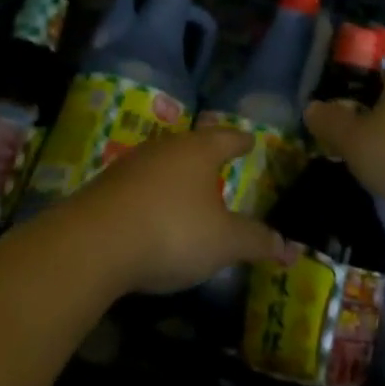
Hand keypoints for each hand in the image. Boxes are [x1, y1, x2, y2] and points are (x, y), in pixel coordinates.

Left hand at [64, 127, 293, 294]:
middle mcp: (165, 148)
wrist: (94, 243)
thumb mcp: (223, 242)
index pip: (227, 138)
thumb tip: (290, 247)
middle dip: (206, 155)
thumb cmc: (172, 231)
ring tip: (188, 189)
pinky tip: (152, 213)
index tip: (250, 140)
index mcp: (198, 151)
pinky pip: (139, 185)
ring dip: (176, 175)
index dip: (241, 141)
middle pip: (192, 145)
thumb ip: (256, 241)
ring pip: (162, 163)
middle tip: (220, 163)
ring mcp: (131, 165)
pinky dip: (151, 195)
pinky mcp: (106, 187)